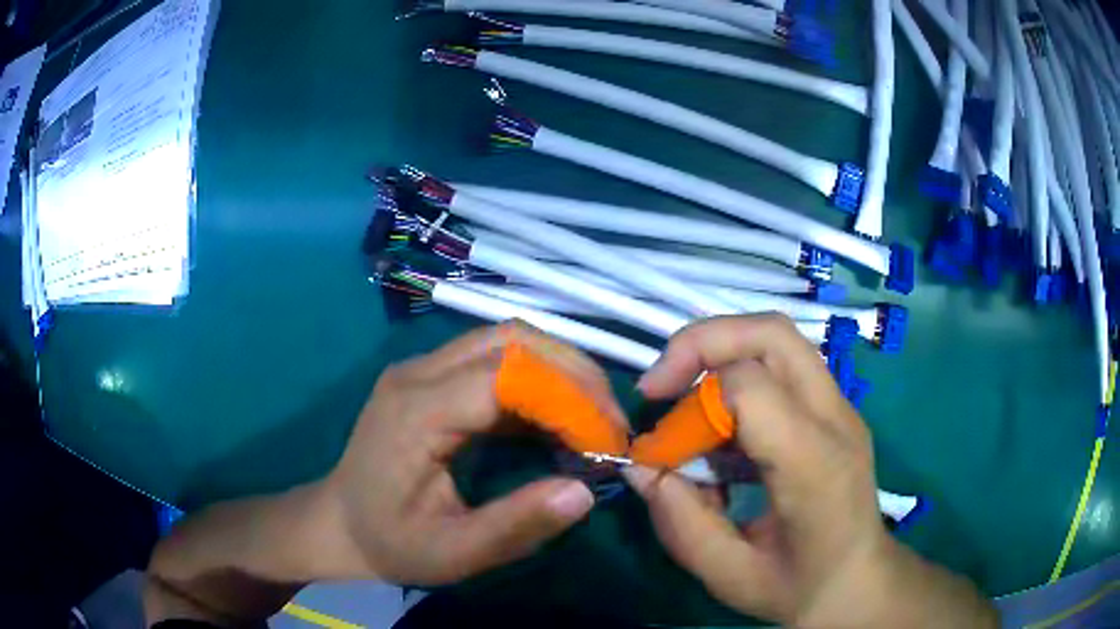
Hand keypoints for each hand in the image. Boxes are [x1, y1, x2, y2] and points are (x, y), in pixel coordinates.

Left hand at [317, 322, 624, 584]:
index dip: (568, 397)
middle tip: (610, 422)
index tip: (609, 440)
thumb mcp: (453, 553)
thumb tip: (586, 492)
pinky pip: (495, 360)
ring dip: (559, 370)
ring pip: (507, 340)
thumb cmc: (391, 542)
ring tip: (592, 418)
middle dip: (574, 372)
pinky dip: (537, 381)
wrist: (340, 524)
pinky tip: (556, 419)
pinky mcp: (431, 377)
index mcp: (416, 411)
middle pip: (512, 339)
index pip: (506, 375)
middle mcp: (419, 373)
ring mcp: (422, 368)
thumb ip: (516, 526)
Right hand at [624, 315, 996, 626]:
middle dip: (703, 342)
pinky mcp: (835, 409)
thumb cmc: (798, 586)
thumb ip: (680, 521)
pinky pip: (782, 367)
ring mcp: (841, 408)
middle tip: (662, 385)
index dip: (692, 401)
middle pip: (770, 333)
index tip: (657, 441)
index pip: (751, 386)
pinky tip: (723, 432)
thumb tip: (641, 467)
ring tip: (690, 412)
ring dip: (721, 357)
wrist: (859, 582)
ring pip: (777, 340)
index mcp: (814, 463)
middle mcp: (835, 419)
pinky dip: (740, 378)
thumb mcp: (728, 574)